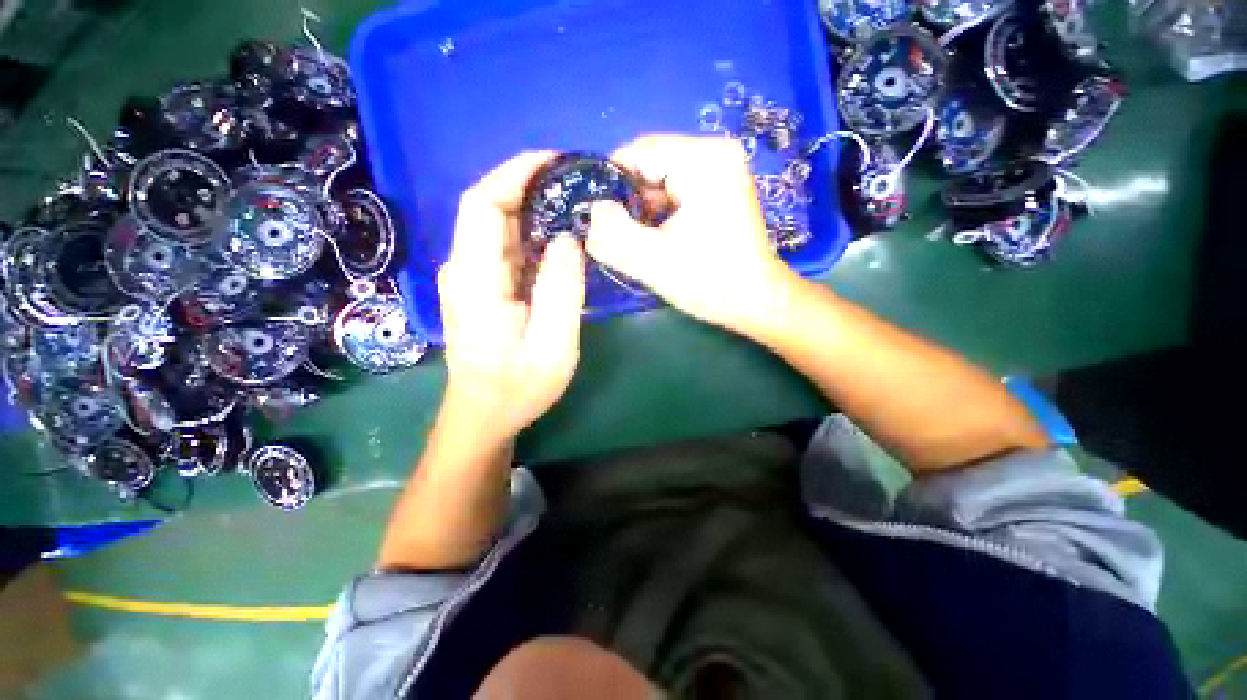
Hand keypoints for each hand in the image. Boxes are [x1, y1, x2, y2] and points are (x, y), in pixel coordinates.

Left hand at [438, 152, 585, 441]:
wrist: (484, 414)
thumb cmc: (517, 387)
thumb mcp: (552, 345)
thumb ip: (560, 290)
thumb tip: (568, 239)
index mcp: (475, 278)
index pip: (482, 202)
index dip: (515, 172)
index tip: (556, 161)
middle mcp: (464, 268)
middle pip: (490, 208)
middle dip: (532, 187)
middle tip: (578, 186)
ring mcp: (469, 278)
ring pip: (499, 227)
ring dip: (534, 211)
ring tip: (576, 209)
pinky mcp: (481, 288)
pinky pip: (505, 249)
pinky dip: (531, 236)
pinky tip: (559, 242)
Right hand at [587, 135, 798, 333]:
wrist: (756, 301)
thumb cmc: (710, 282)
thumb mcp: (652, 262)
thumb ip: (612, 234)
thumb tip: (593, 211)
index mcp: (703, 160)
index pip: (636, 152)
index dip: (610, 185)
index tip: (602, 222)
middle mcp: (716, 152)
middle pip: (650, 164)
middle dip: (630, 202)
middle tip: (627, 238)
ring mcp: (722, 168)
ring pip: (661, 179)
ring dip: (645, 210)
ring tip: (646, 242)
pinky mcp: (722, 186)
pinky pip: (677, 189)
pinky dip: (662, 212)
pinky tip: (663, 238)